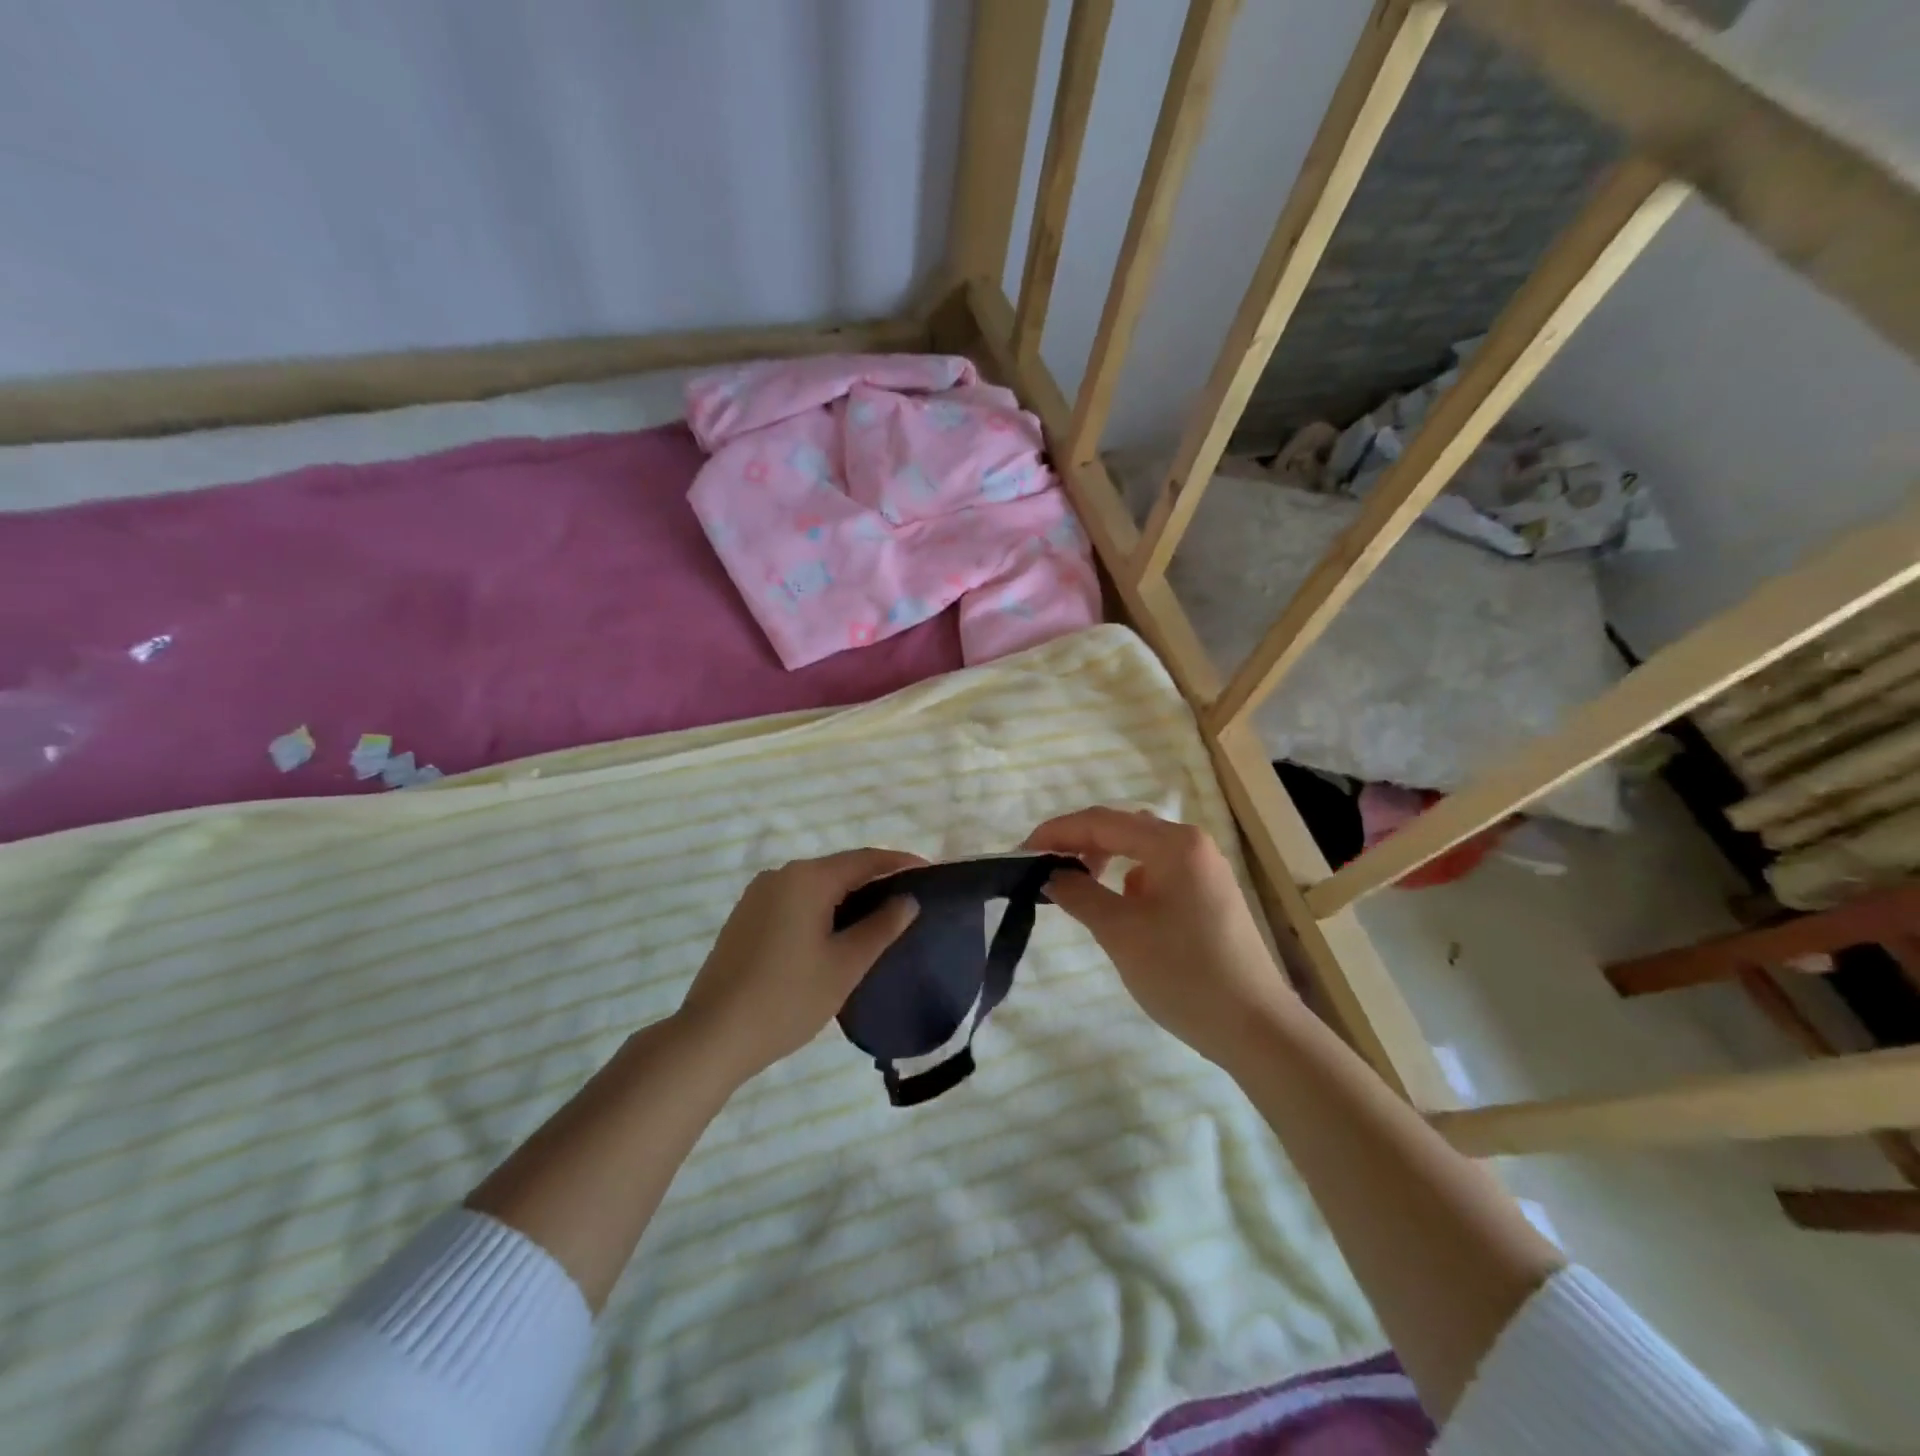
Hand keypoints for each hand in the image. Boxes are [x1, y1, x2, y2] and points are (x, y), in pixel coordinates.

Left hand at [676, 848, 923, 1084]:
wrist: (712, 1035)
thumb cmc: (787, 998)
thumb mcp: (845, 965)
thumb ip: (881, 927)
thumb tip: (908, 900)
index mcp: (807, 879)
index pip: (865, 859)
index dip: (900, 862)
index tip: (929, 871)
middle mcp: (781, 875)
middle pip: (839, 869)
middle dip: (875, 879)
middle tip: (908, 899)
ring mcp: (758, 895)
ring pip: (815, 886)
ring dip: (848, 896)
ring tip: (878, 917)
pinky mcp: (745, 917)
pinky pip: (794, 900)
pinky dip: (821, 908)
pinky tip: (835, 932)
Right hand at [1024, 806, 1294, 1066]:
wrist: (1255, 1028)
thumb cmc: (1184, 973)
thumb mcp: (1120, 932)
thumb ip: (1079, 894)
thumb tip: (1051, 875)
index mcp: (1174, 843)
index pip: (1101, 822)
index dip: (1056, 832)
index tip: (1020, 853)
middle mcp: (1192, 845)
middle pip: (1122, 829)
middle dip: (1078, 843)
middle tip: (1041, 867)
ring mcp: (1204, 870)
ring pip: (1140, 851)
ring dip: (1102, 860)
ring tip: (1074, 886)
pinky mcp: (1208, 896)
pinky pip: (1157, 873)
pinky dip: (1127, 881)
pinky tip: (1117, 907)